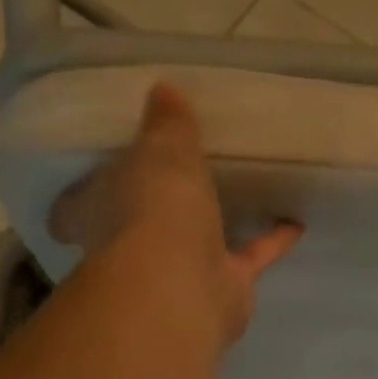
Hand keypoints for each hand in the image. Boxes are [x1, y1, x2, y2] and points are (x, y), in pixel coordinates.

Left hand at [50, 83, 301, 342]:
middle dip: (158, 203)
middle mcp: (135, 246)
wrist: (182, 288)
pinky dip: (271, 240)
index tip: (105, 166)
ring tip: (243, 190)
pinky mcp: (223, 288)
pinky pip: (250, 257)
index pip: (81, 201)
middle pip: (143, 221)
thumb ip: (168, 125)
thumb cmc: (153, 211)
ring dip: (219, 221)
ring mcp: (180, 271)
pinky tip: (296, 220)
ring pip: (199, 240)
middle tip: (182, 173)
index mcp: (101, 211)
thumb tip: (164, 90)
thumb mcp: (161, 150)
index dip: (90, 186)